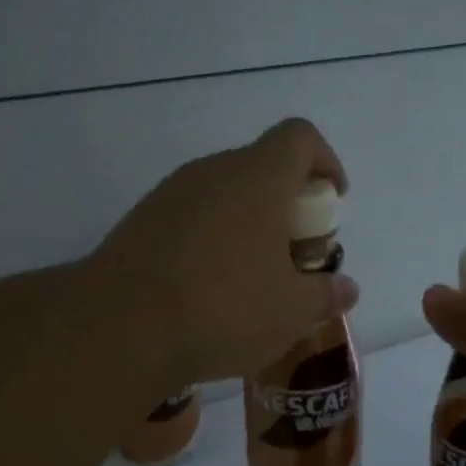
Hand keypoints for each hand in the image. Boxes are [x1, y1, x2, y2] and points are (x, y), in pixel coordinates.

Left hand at [92, 118, 360, 386]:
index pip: (300, 137)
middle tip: (295, 255)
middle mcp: (212, 172)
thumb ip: (325, 295)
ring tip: (254, 278)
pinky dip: (212, 240)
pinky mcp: (140, 222)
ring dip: (248, 224)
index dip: (325, 161)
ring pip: (224, 194)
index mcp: (257, 178)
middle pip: (262, 167)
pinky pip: (191, 218)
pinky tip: (209, 289)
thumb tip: (346, 289)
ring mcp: (170, 194)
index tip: (332, 201)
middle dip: (288, 205)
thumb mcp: (290, 312)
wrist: (119, 328)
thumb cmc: (222, 308)